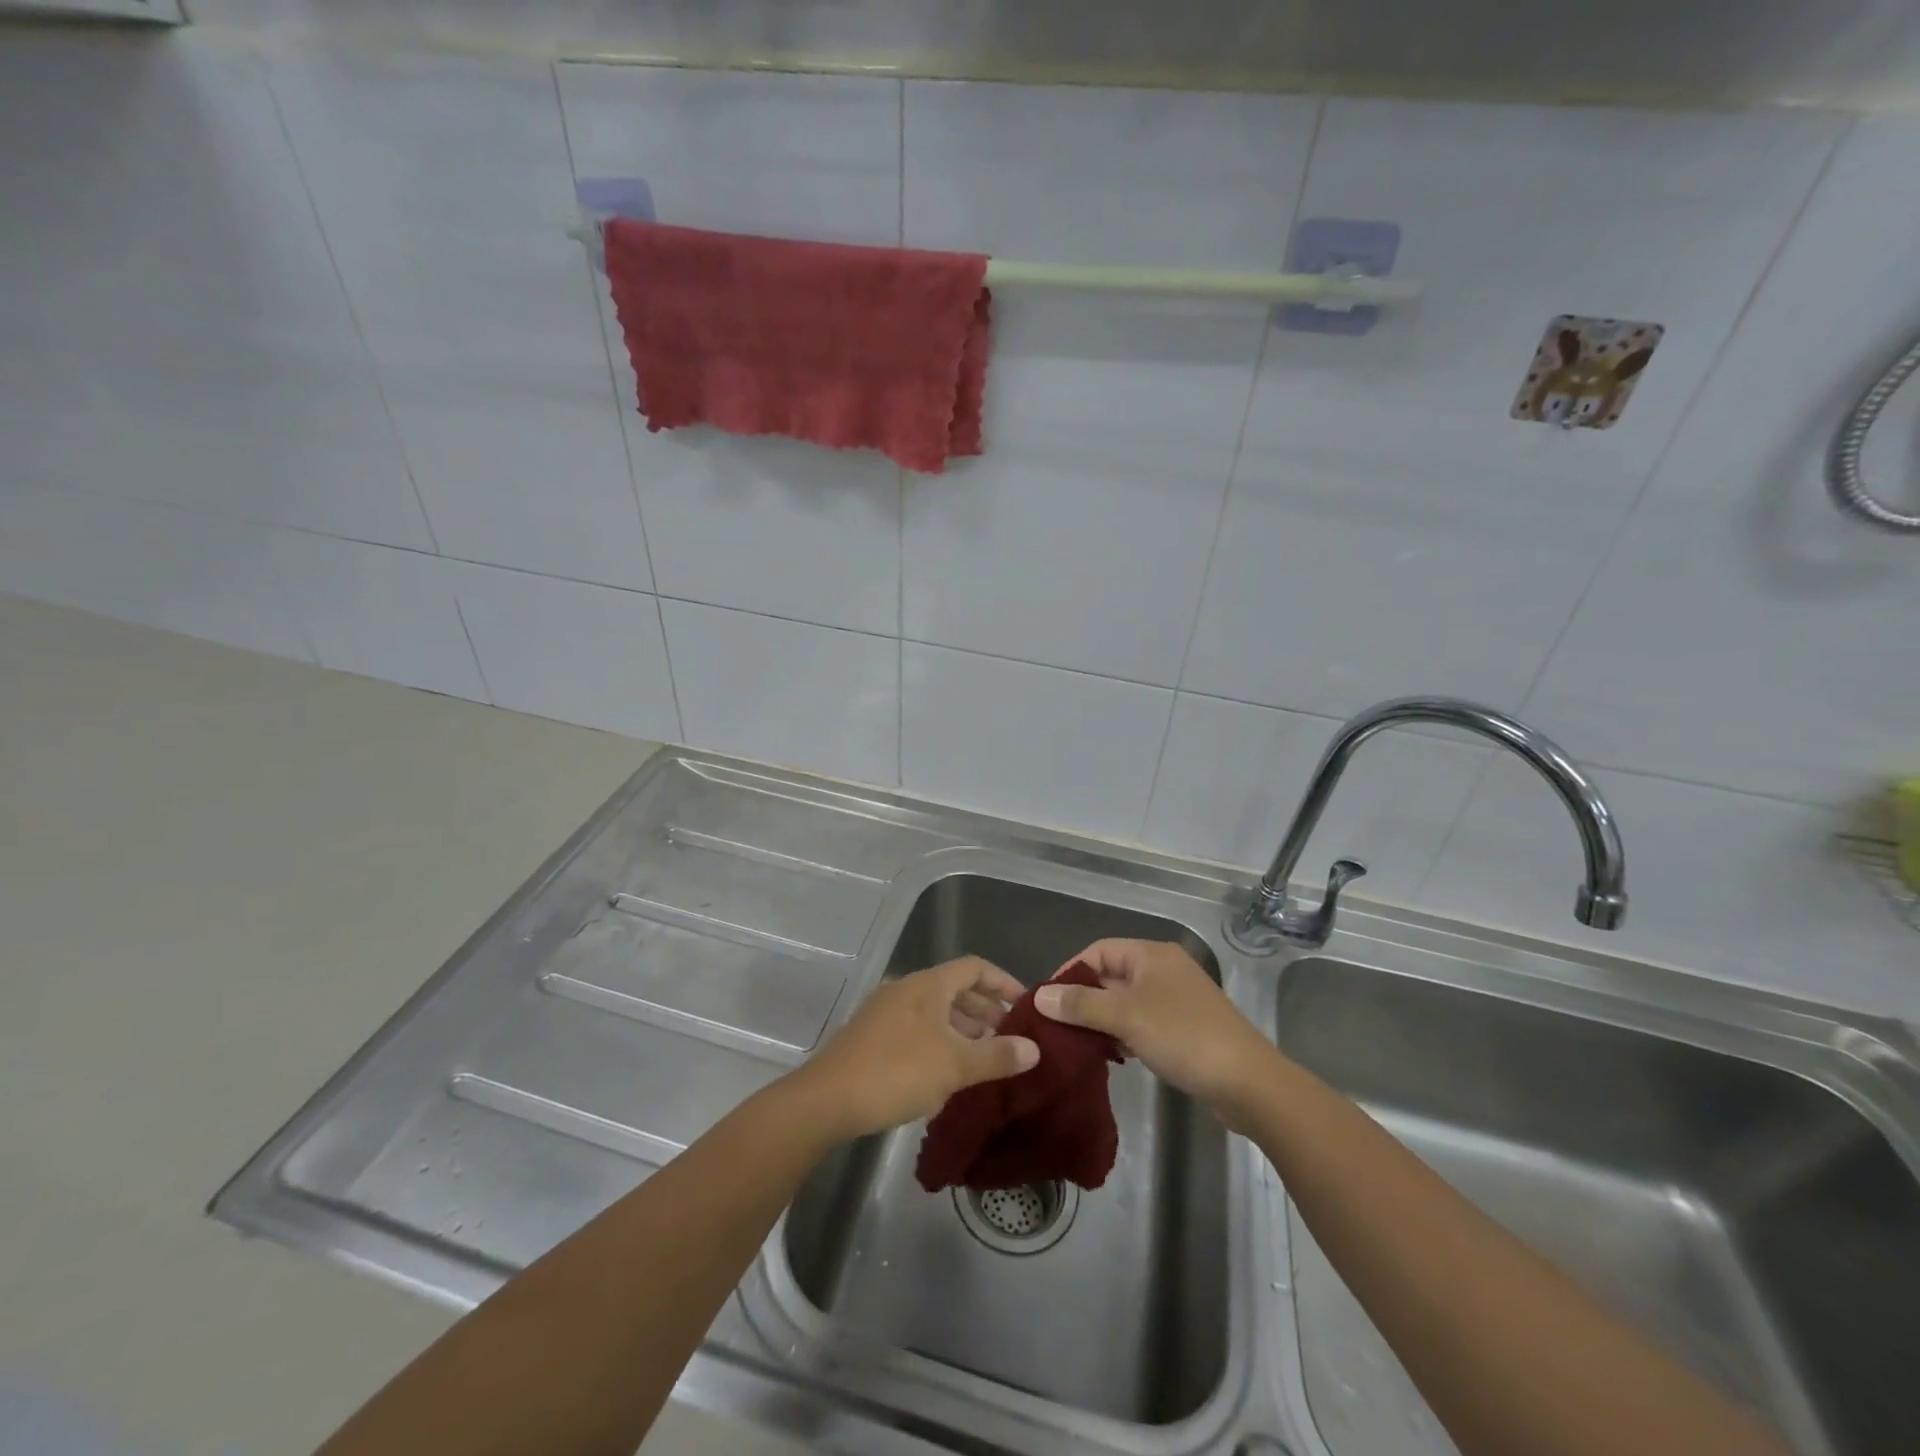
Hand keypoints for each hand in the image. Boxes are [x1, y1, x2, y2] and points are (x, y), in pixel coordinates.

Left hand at [788, 956, 1039, 1142]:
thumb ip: (997, 1055)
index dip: (1004, 982)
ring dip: (964, 1029)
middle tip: (1010, 1038)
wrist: (827, 1099)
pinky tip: (948, 1073)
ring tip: (986, 1058)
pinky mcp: (872, 1037)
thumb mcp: (955, 1065)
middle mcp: (907, 989)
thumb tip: (1034, 1048)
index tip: (1026, 1006)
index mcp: (928, 984)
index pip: (975, 967)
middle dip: (986, 1010)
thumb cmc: (897, 1071)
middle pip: (955, 989)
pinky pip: (918, 1029)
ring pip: (936, 1011)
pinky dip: (941, 1042)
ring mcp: (886, 1012)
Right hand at [1034, 939, 1277, 1129]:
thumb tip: (1039, 995)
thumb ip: (1080, 1004)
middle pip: (1111, 975)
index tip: (1047, 1001)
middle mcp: (1164, 969)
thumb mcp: (1125, 1017)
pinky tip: (1113, 1056)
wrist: (1247, 1082)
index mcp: (1151, 955)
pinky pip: (1143, 1022)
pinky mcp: (1185, 1028)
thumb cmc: (1183, 1036)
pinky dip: (1124, 1034)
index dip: (1070, 972)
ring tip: (1077, 1044)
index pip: (1098, 950)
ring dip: (1103, 1019)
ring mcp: (1177, 999)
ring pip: (1126, 1002)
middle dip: (1084, 999)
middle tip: (1056, 1027)